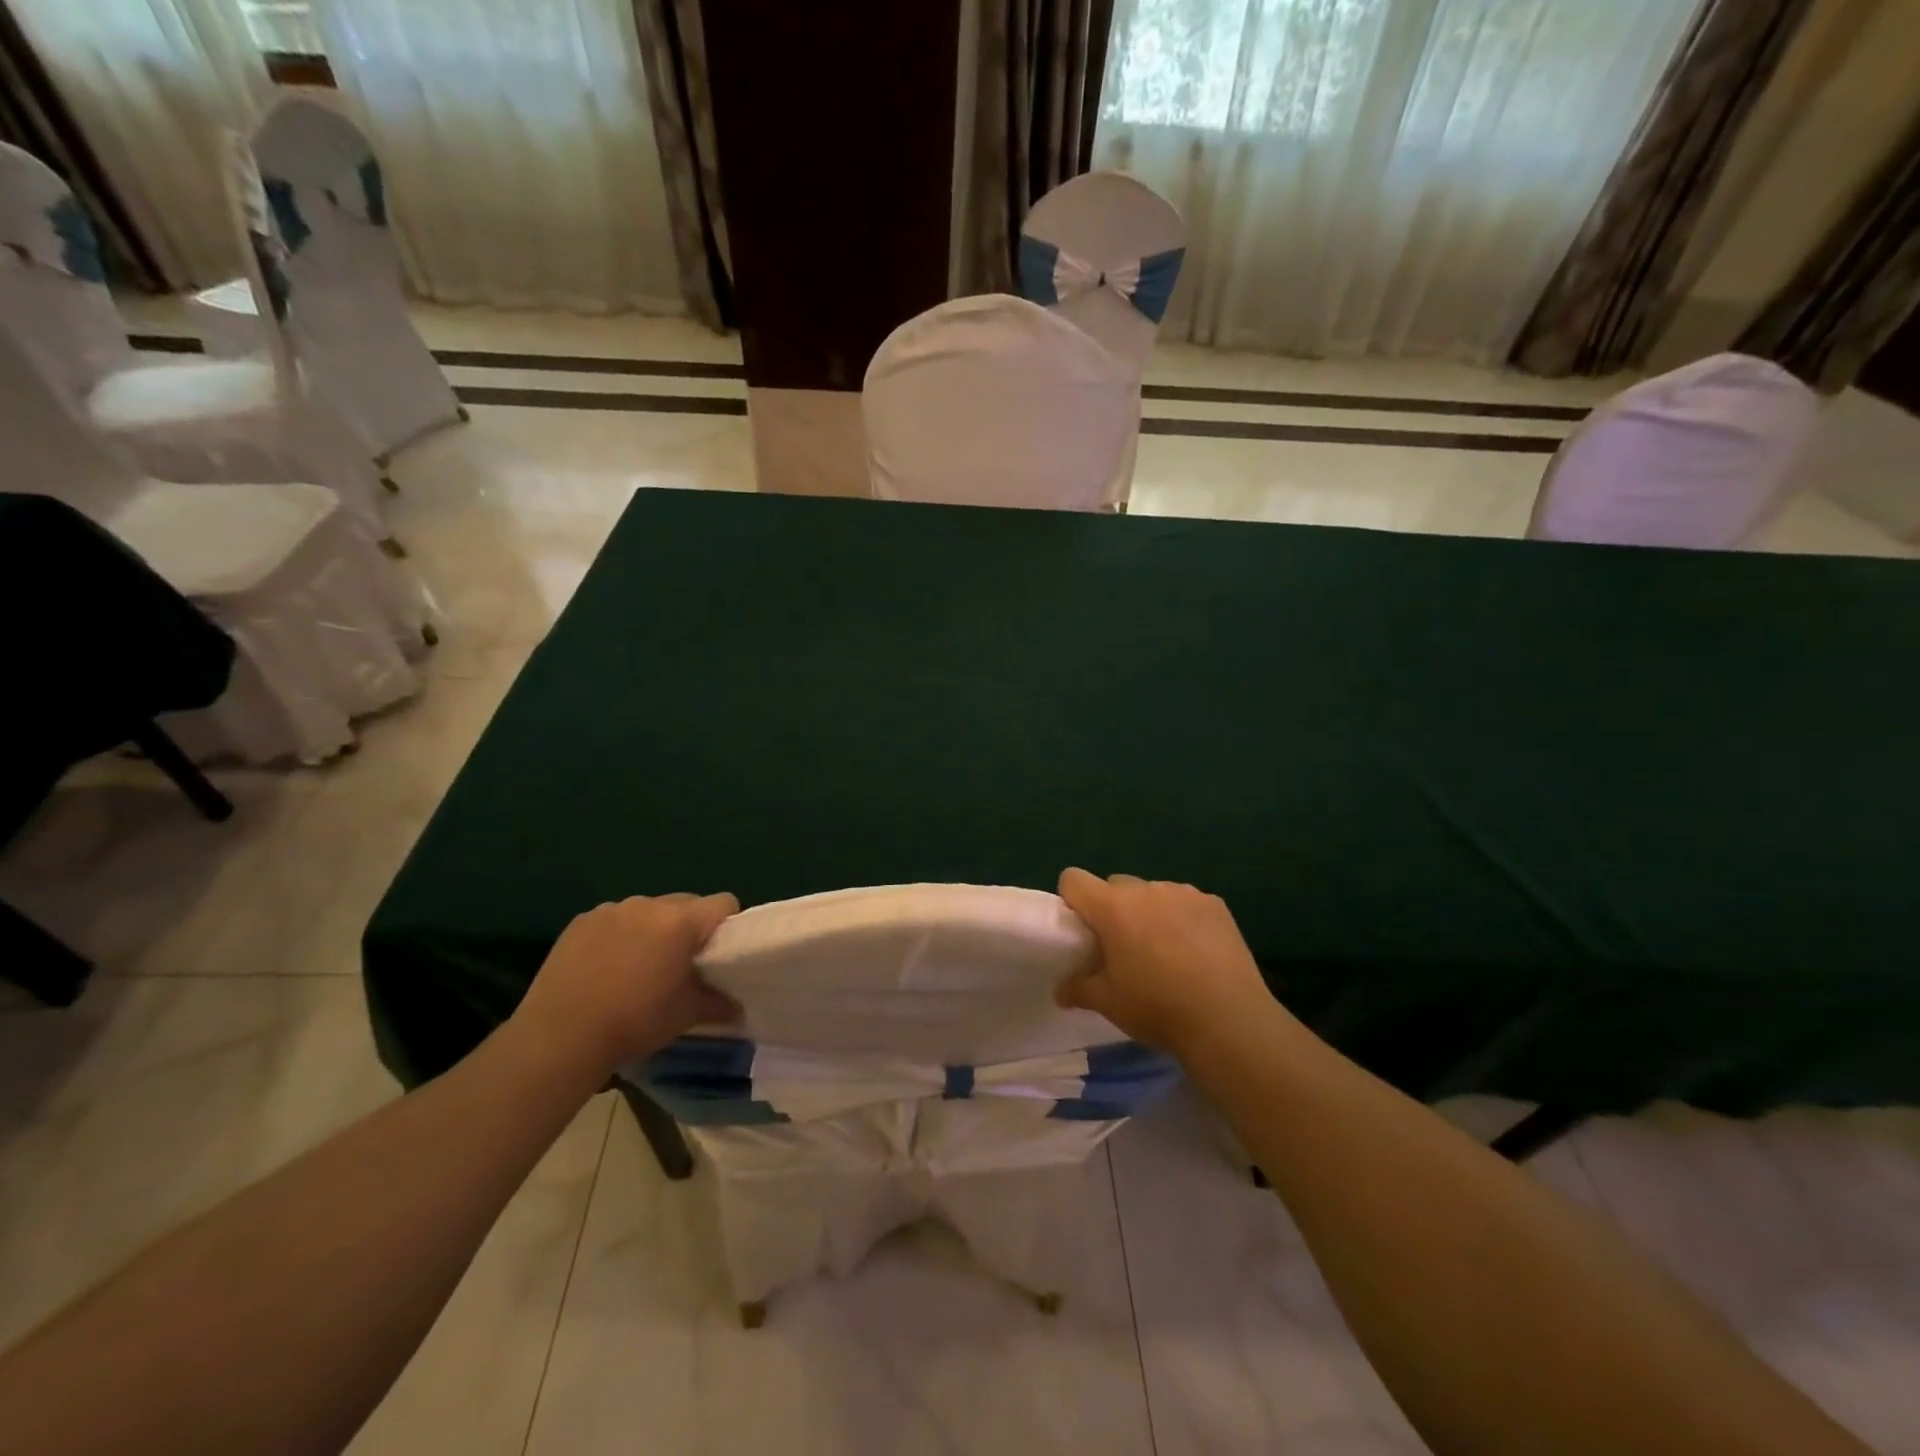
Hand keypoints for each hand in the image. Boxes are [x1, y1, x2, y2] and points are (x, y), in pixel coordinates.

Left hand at [514, 893, 739, 1073]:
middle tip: (679, 963)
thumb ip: (719, 1003)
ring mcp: (612, 909)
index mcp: (681, 922)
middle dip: (689, 927)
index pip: (723, 902)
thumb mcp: (686, 1015)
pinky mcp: (582, 920)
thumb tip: (739, 1007)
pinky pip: (615, 919)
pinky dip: (620, 934)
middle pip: (686, 903)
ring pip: (649, 910)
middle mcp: (649, 904)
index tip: (717, 953)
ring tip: (638, 966)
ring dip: (653, 929)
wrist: (559, 1037)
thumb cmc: (634, 1022)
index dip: (727, 925)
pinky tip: (606, 966)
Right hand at [1054, 868, 1278, 1054]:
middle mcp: (1146, 889)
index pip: (1074, 879)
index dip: (1072, 900)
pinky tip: (1196, 952)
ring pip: (1153, 893)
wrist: (1229, 1021)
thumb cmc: (1158, 1008)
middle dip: (1113, 910)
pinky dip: (1183, 919)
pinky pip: (1186, 902)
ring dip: (1149, 912)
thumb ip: (1078, 988)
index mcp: (1113, 907)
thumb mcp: (1108, 1003)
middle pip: (1115, 886)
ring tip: (1165, 952)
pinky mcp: (1215, 904)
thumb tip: (1061, 990)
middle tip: (1124, 948)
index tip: (1083, 929)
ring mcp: (1184, 893)